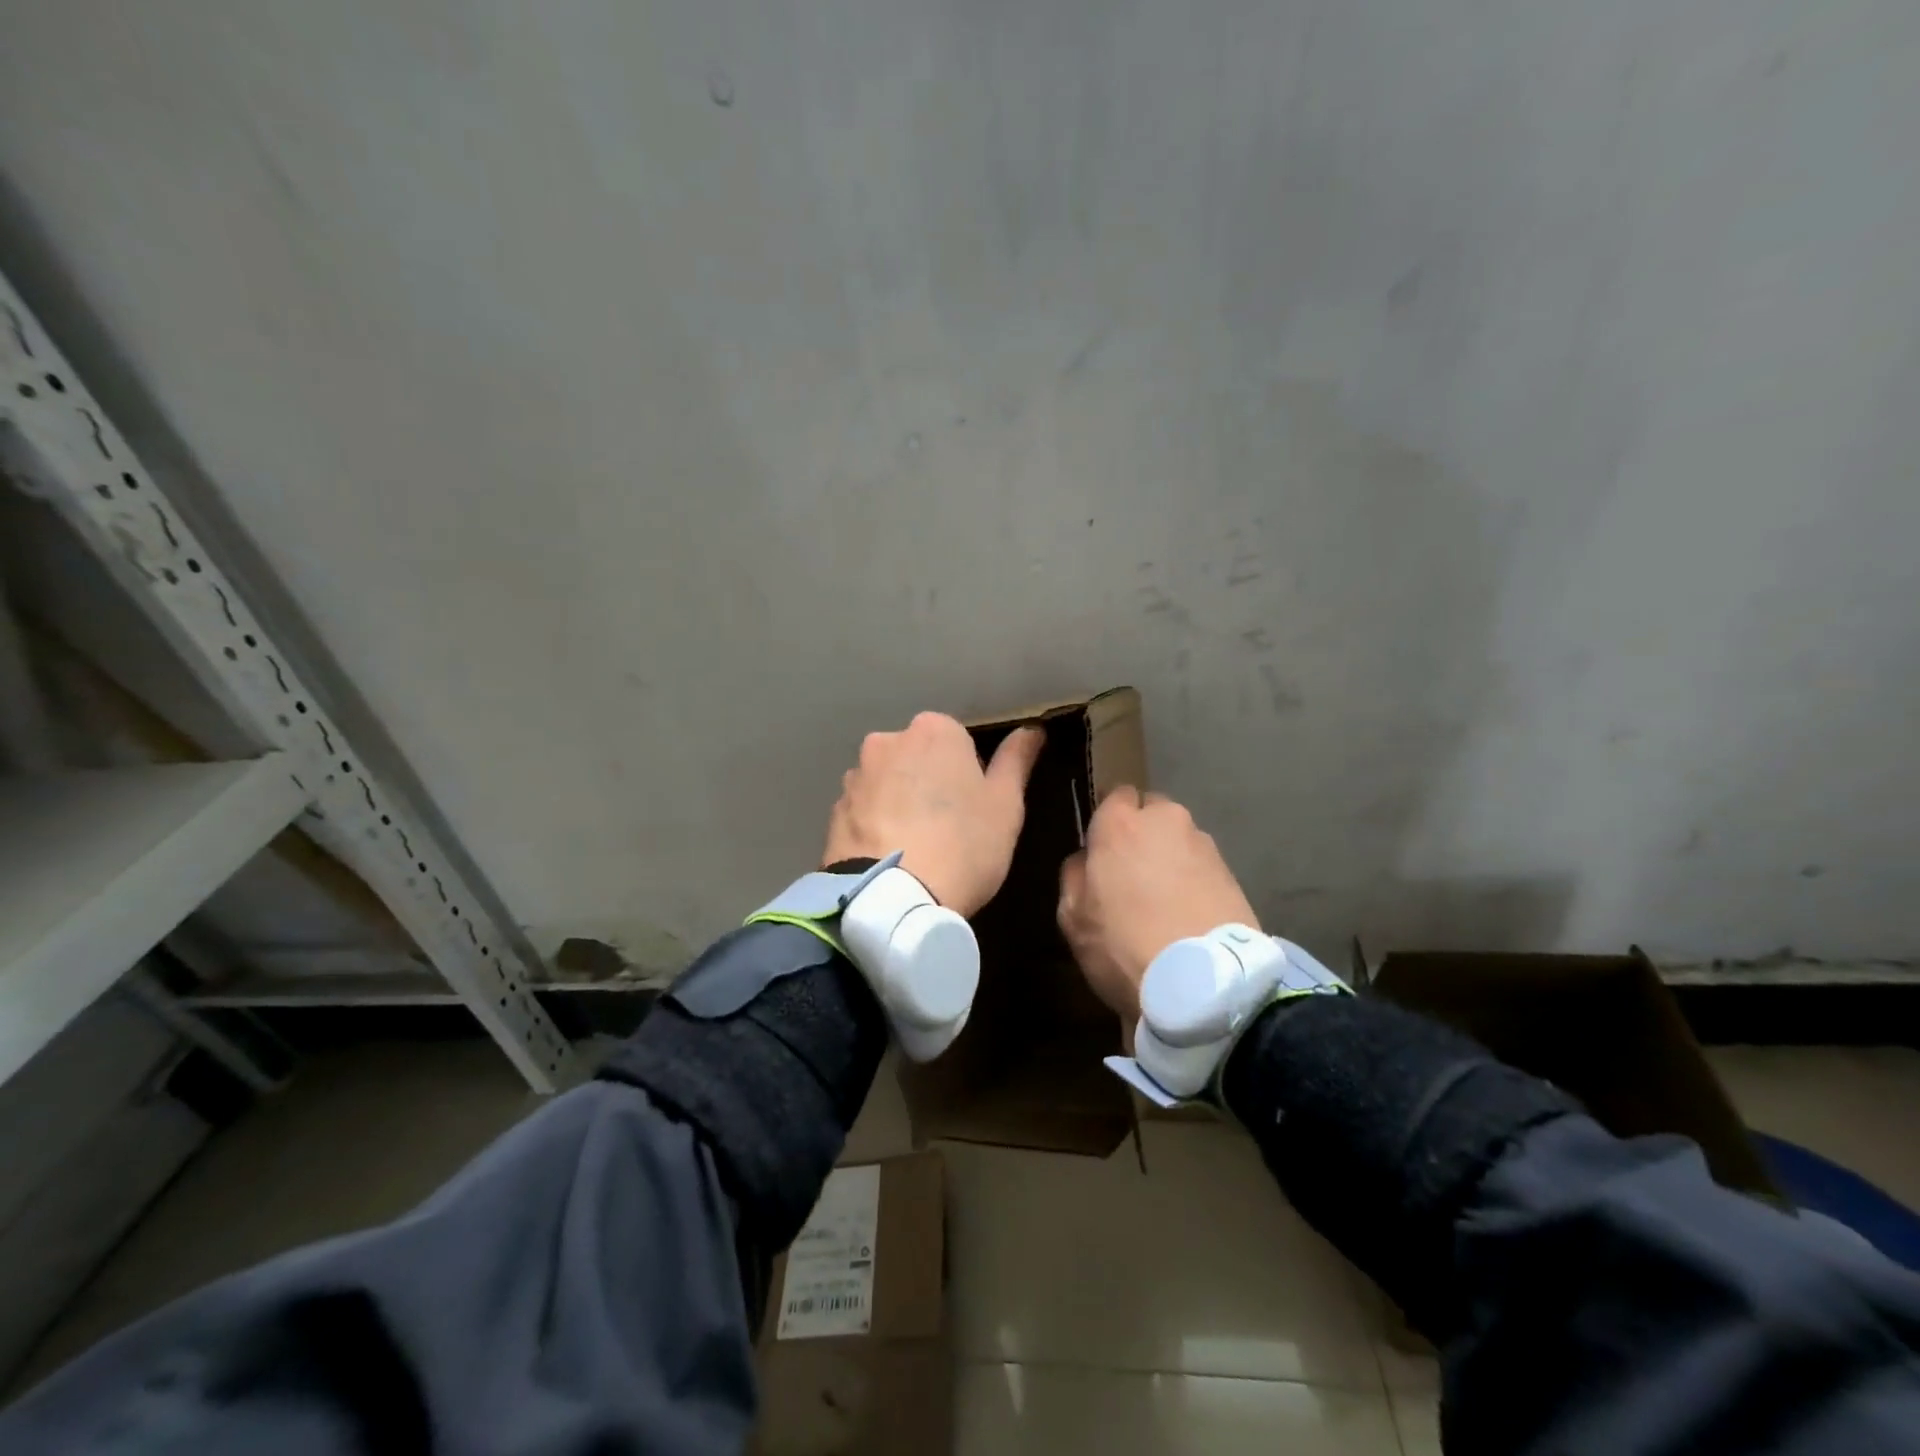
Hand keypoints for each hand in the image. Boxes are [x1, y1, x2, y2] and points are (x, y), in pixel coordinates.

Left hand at [824, 713, 1044, 918]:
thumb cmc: (963, 845)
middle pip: (919, 758)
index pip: (958, 742)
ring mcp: (856, 775)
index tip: (974, 810)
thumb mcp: (1006, 805)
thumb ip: (1016, 760)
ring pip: (888, 782)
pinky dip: (876, 824)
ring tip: (915, 848)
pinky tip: (889, 857)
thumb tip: (1032, 729)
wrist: (892, 899)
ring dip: (900, 802)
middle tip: (947, 829)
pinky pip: (864, 810)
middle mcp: (888, 740)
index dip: (969, 776)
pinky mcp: (834, 810)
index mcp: (934, 730)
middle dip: (930, 783)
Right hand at [1057, 788, 1257, 1022]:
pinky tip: (1187, 914)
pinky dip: (1193, 880)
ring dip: (1170, 858)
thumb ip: (1074, 875)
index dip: (1108, 820)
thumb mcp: (1073, 916)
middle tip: (1133, 873)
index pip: (1115, 795)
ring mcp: (1204, 845)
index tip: (1102, 849)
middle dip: (1143, 833)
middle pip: (1152, 812)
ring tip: (1164, 901)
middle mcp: (1166, 821)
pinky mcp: (1233, 873)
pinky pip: (1202, 866)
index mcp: (1121, 823)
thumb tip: (1087, 859)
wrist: (1203, 984)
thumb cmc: (1123, 944)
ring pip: (1179, 839)